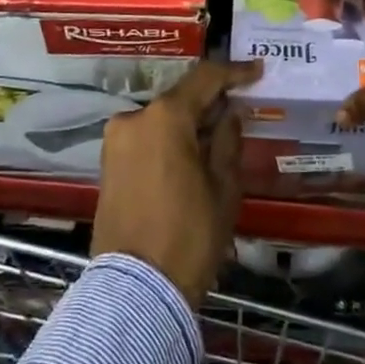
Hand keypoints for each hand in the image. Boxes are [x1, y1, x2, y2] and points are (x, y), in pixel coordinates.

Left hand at [92, 59, 260, 307]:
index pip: (204, 79)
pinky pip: (145, 139)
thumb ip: (228, 140)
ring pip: (161, 120)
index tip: (257, 72)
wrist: (136, 292)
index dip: (234, 73)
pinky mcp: (107, 165)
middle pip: (179, 99)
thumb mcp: (223, 188)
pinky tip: (191, 155)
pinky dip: (169, 140)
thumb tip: (230, 113)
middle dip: (210, 103)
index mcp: (164, 117)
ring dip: (188, 124)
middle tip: (240, 111)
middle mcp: (133, 119)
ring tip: (218, 138)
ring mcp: (115, 142)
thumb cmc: (189, 236)